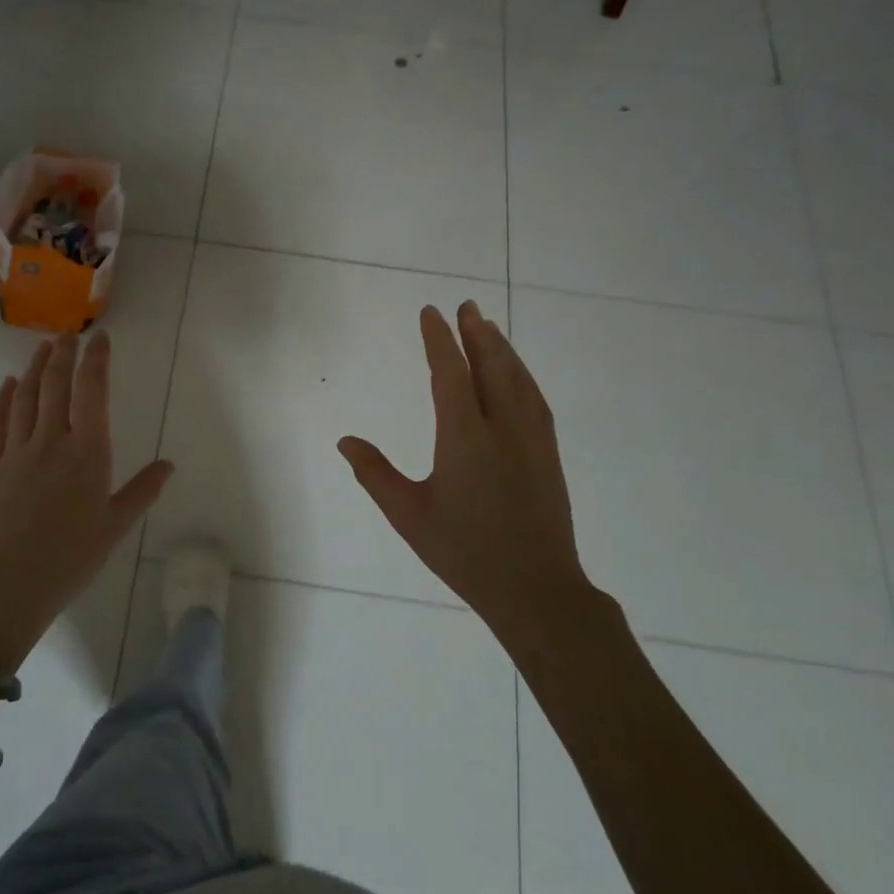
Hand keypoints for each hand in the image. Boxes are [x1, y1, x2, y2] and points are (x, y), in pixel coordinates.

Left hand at [0, 332, 173, 671]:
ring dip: (34, 368)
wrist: (8, 585)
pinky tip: (6, 385)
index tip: (101, 338)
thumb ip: (142, 491)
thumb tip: (168, 465)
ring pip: (24, 397)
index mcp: (87, 453)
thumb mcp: (115, 526)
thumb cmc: (70, 558)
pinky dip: (1, 399)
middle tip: (69, 334)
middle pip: (56, 385)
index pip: (92, 392)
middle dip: (63, 354)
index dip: (96, 360)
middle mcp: (51, 441)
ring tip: (42, 347)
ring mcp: (16, 451)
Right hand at [338, 301, 611, 639]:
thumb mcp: (409, 515)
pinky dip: (522, 376)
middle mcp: (502, 428)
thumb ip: (375, 474)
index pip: (451, 374)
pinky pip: (534, 400)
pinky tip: (517, 374)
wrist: (536, 589)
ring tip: (488, 326)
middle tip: (466, 304)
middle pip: (491, 367)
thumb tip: (345, 441)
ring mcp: (531, 440)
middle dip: (477, 332)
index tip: (431, 313)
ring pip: (517, 380)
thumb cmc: (464, 552)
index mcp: (464, 439)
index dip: (439, 340)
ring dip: (502, 349)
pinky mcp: (548, 455)